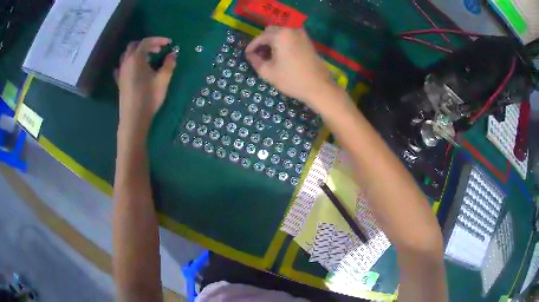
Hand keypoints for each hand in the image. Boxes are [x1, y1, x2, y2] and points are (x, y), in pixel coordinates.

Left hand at [115, 37, 176, 132]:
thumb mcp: (163, 80)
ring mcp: (121, 72)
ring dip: (137, 53)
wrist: (134, 118)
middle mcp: (126, 62)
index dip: (158, 40)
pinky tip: (134, 69)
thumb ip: (169, 65)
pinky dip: (129, 63)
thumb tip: (172, 55)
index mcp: (136, 58)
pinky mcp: (119, 81)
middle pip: (134, 46)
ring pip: (127, 55)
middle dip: (147, 44)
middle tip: (158, 50)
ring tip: (148, 59)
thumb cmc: (149, 98)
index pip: (146, 42)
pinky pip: (122, 67)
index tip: (169, 43)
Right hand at [245, 27, 337, 110]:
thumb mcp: (268, 72)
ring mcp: (301, 34)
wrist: (319, 86)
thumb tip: (251, 54)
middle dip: (263, 41)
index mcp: (280, 35)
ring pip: (281, 32)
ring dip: (273, 40)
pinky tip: (281, 54)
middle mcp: (291, 30)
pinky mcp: (308, 40)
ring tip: (269, 55)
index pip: (261, 37)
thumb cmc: (291, 79)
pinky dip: (283, 41)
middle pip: (271, 31)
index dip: (252, 46)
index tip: (247, 55)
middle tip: (258, 54)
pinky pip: (290, 36)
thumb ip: (255, 60)